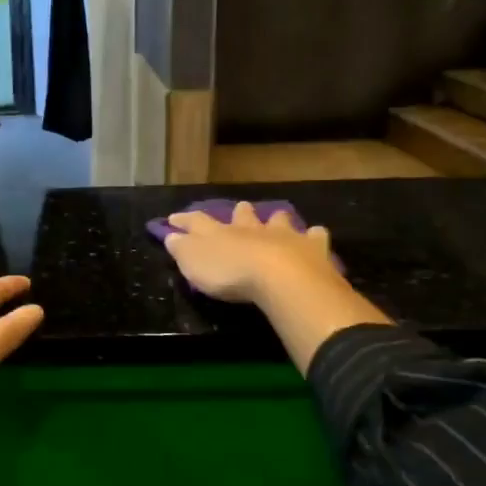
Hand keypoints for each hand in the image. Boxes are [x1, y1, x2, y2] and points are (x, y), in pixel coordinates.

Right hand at [163, 203, 390, 374]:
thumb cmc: (230, 273)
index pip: (197, 221)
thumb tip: (170, 235)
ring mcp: (282, 235)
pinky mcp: (311, 247)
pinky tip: (315, 235)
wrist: (280, 277)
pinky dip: (314, 235)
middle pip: (243, 215)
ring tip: (277, 219)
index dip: (184, 220)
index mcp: (220, 233)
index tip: (173, 217)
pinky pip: (314, 236)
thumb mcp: (194, 264)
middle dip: (239, 213)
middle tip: (239, 209)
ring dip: (276, 220)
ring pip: (278, 220)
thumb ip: (181, 249)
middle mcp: (251, 228)